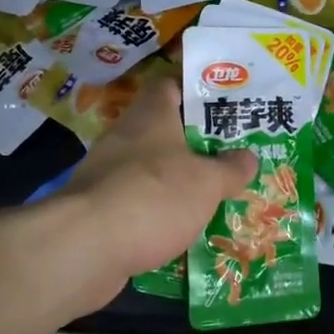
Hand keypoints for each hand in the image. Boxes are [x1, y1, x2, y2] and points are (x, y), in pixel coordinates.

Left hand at [47, 74, 257, 308]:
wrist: (85, 248)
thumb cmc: (154, 196)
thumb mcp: (207, 182)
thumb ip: (230, 169)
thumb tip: (248, 158)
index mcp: (151, 115)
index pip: (170, 86)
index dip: (195, 91)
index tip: (222, 105)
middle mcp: (124, 137)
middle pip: (162, 131)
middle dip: (193, 144)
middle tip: (228, 157)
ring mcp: (106, 174)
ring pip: (149, 170)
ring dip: (175, 182)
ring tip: (211, 196)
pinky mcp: (97, 211)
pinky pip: (136, 204)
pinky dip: (156, 213)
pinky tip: (180, 230)